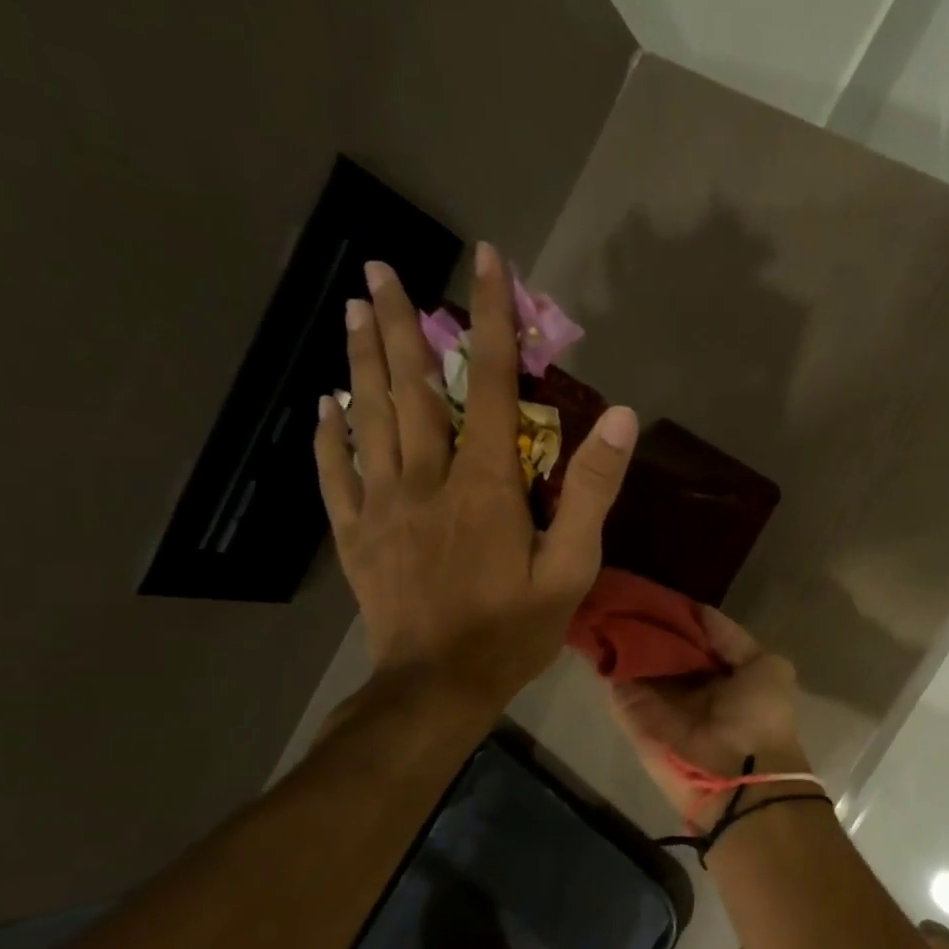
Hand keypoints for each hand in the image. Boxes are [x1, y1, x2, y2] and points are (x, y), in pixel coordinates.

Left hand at [314, 243, 637, 711]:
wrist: (438, 686)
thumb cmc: (514, 630)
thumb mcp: (572, 567)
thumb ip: (591, 490)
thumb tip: (622, 418)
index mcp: (486, 484)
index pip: (492, 385)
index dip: (491, 320)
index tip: (485, 262)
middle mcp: (428, 479)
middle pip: (414, 388)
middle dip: (402, 324)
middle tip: (379, 268)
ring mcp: (383, 504)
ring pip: (370, 417)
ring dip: (362, 360)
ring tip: (354, 310)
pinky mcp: (355, 533)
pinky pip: (336, 472)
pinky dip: (329, 433)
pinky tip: (325, 404)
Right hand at [609, 610, 805, 819]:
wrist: (740, 773)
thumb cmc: (760, 716)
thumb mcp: (766, 665)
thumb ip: (731, 638)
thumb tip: (697, 611)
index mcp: (721, 674)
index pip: (692, 638)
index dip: (676, 615)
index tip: (655, 589)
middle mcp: (688, 687)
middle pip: (660, 649)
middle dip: (644, 623)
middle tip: (620, 591)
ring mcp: (659, 703)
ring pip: (635, 664)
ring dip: (620, 638)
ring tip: (601, 601)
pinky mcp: (635, 719)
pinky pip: (617, 686)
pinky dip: (605, 662)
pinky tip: (592, 631)